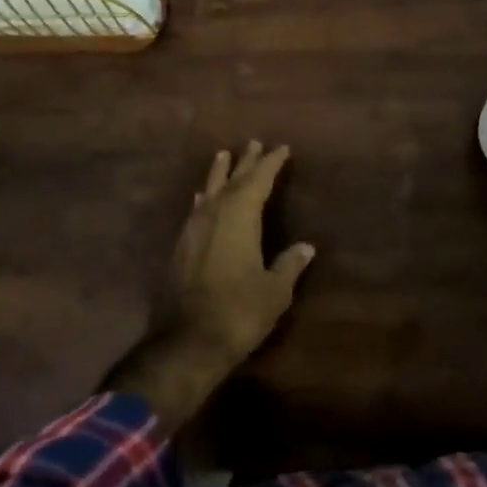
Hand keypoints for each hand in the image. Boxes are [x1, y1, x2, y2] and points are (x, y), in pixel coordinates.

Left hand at [154, 140, 315, 367]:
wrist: (185, 343)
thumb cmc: (238, 312)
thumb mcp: (275, 291)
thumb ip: (289, 265)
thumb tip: (305, 247)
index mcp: (240, 217)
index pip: (259, 180)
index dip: (271, 164)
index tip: (282, 148)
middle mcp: (214, 215)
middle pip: (232, 180)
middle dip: (246, 162)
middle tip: (254, 143)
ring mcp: (193, 230)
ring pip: (209, 191)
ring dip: (219, 173)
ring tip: (223, 155)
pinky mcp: (180, 248)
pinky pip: (196, 210)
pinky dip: (204, 198)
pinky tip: (201, 198)